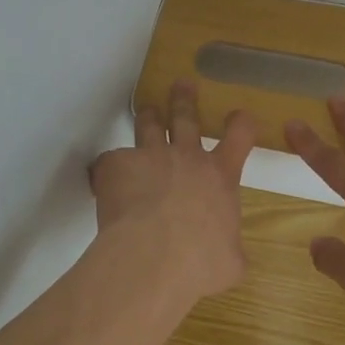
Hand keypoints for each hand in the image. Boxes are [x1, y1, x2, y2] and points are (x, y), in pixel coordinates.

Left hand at [90, 81, 257, 300]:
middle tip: (182, 83)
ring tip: (146, 109)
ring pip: (148, 126)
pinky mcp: (116, 165)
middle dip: (184, 99)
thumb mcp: (231, 261)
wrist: (155, 256)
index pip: (239, 137)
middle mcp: (186, 157)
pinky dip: (109, 170)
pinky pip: (110, 161)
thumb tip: (228, 257)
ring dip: (148, 116)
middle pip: (186, 117)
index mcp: (220, 177)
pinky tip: (104, 182)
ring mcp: (150, 156)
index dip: (240, 124)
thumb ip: (229, 249)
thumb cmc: (201, 261)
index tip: (239, 115)